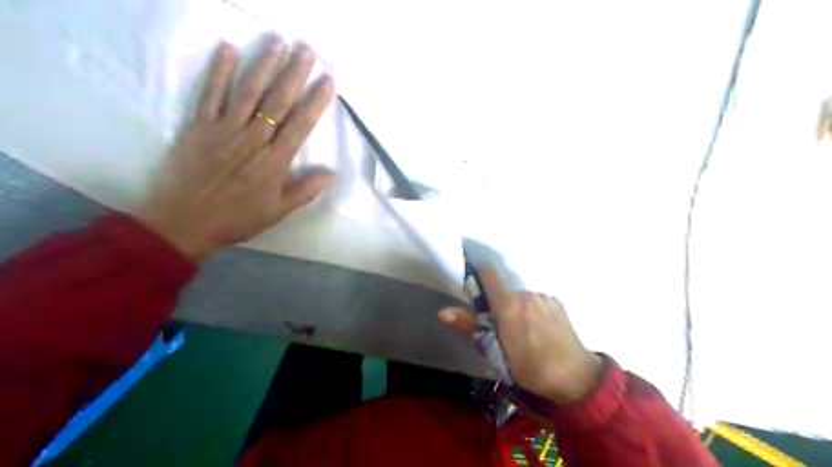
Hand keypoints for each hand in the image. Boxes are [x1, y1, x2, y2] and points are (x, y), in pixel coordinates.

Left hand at [136, 36, 332, 259]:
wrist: (185, 221)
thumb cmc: (237, 218)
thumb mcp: (279, 211)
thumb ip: (306, 189)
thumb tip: (333, 173)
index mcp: (275, 160)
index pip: (300, 124)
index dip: (315, 100)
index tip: (327, 80)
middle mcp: (253, 139)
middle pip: (277, 101)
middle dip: (294, 74)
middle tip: (306, 50)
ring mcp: (225, 129)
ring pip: (248, 92)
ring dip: (264, 65)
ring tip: (277, 43)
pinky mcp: (199, 126)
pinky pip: (210, 94)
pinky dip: (219, 72)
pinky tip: (228, 50)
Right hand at [438, 266, 601, 404]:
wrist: (576, 378)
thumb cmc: (531, 368)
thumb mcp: (496, 352)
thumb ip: (470, 327)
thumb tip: (442, 312)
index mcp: (508, 304)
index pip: (488, 272)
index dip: (478, 276)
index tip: (474, 291)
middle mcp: (526, 293)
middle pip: (504, 290)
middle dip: (498, 304)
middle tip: (500, 329)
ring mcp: (544, 297)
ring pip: (521, 297)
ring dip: (517, 309)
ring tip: (523, 334)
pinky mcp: (558, 303)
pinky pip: (537, 302)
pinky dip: (532, 311)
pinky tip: (540, 332)